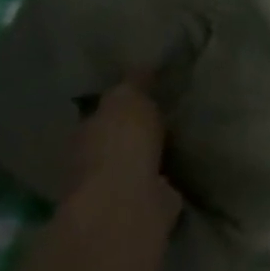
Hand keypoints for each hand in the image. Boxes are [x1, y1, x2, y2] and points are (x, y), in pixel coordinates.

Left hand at [65, 79, 182, 227]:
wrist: (129, 200)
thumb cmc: (121, 143)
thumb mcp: (129, 98)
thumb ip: (135, 83)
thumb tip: (142, 64)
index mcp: (85, 131)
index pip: (101, 113)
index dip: (120, 104)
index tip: (143, 94)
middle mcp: (92, 161)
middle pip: (116, 140)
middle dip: (135, 133)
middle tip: (166, 116)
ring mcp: (115, 187)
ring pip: (135, 164)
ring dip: (150, 157)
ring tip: (178, 141)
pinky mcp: (140, 206)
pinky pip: (155, 185)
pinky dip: (166, 178)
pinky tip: (184, 167)